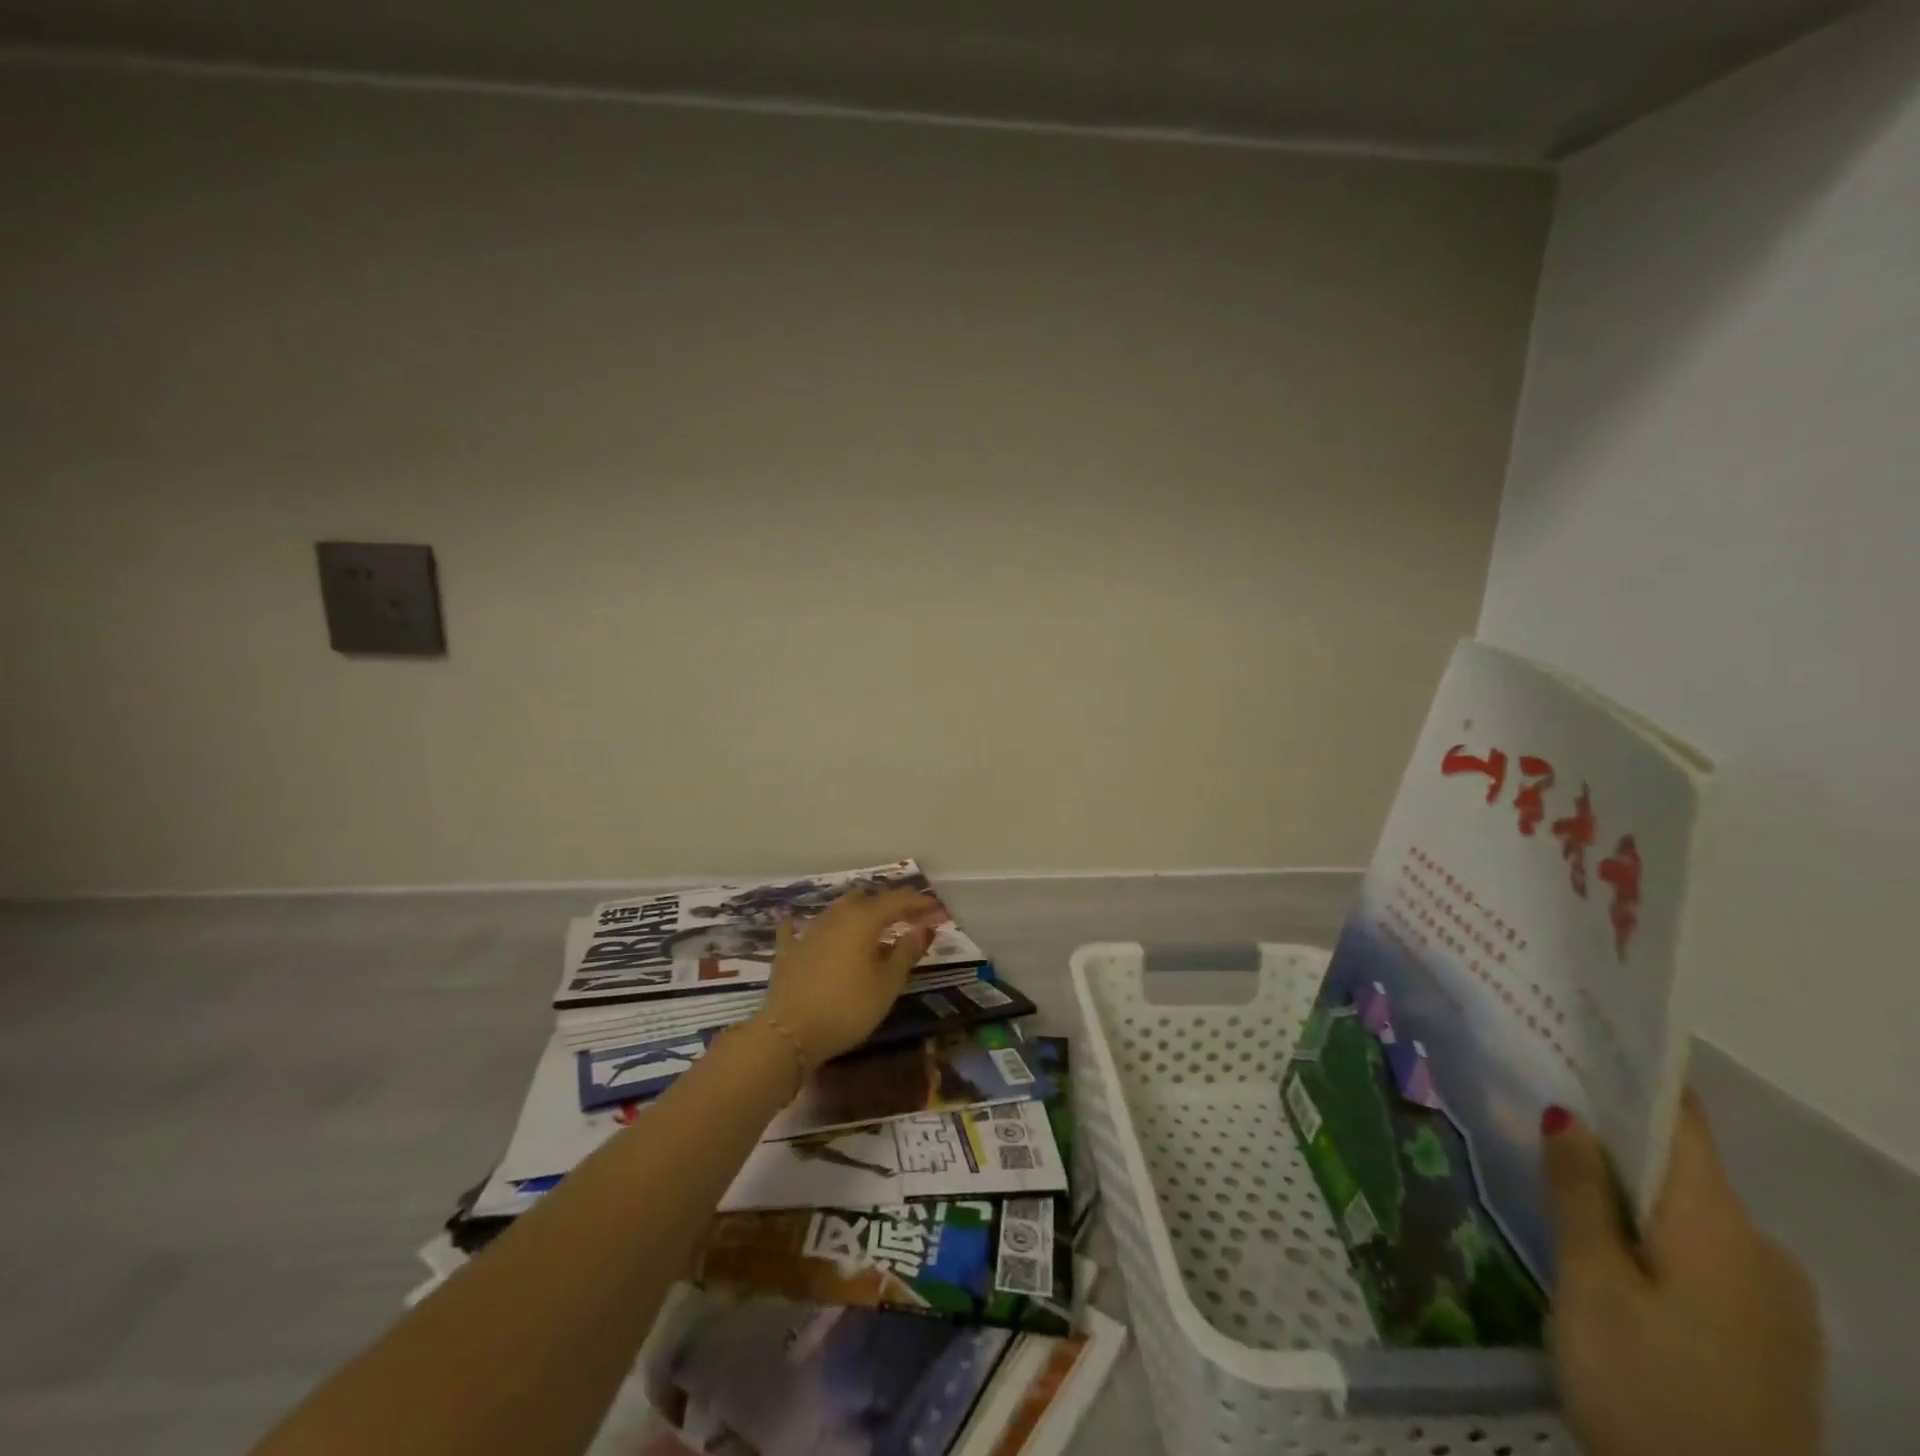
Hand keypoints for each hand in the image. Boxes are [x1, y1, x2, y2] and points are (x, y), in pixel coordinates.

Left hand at [755, 888, 939, 1065]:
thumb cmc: (848, 1008)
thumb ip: (906, 952)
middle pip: (867, 900)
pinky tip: (796, 919)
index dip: (918, 903)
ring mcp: (809, 931)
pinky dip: (803, 923)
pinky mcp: (788, 951)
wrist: (790, 1032)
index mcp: (863, 920)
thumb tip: (924, 927)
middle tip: (910, 914)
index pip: (897, 901)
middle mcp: (836, 917)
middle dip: (890, 904)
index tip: (937, 909)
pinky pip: (797, 929)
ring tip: (872, 920)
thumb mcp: (887, 984)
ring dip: (858, 909)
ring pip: (837, 909)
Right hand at [1544, 1093, 1823, 1455]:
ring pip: (1685, 1212)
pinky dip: (1646, 1229)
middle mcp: (1763, 1252)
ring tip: (1547, 1163)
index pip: (1682, 1122)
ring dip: (1622, 1184)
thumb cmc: (1645, 1389)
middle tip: (1530, 1100)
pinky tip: (1595, 1238)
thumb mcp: (1592, 1285)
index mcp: (1723, 1228)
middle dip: (1608, 1132)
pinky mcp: (1764, 1338)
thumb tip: (1565, 1112)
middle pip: (1679, 1166)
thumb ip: (1578, 1192)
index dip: (1630, 1075)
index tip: (1574, 1037)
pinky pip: (1699, 1253)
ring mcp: (1773, 1302)